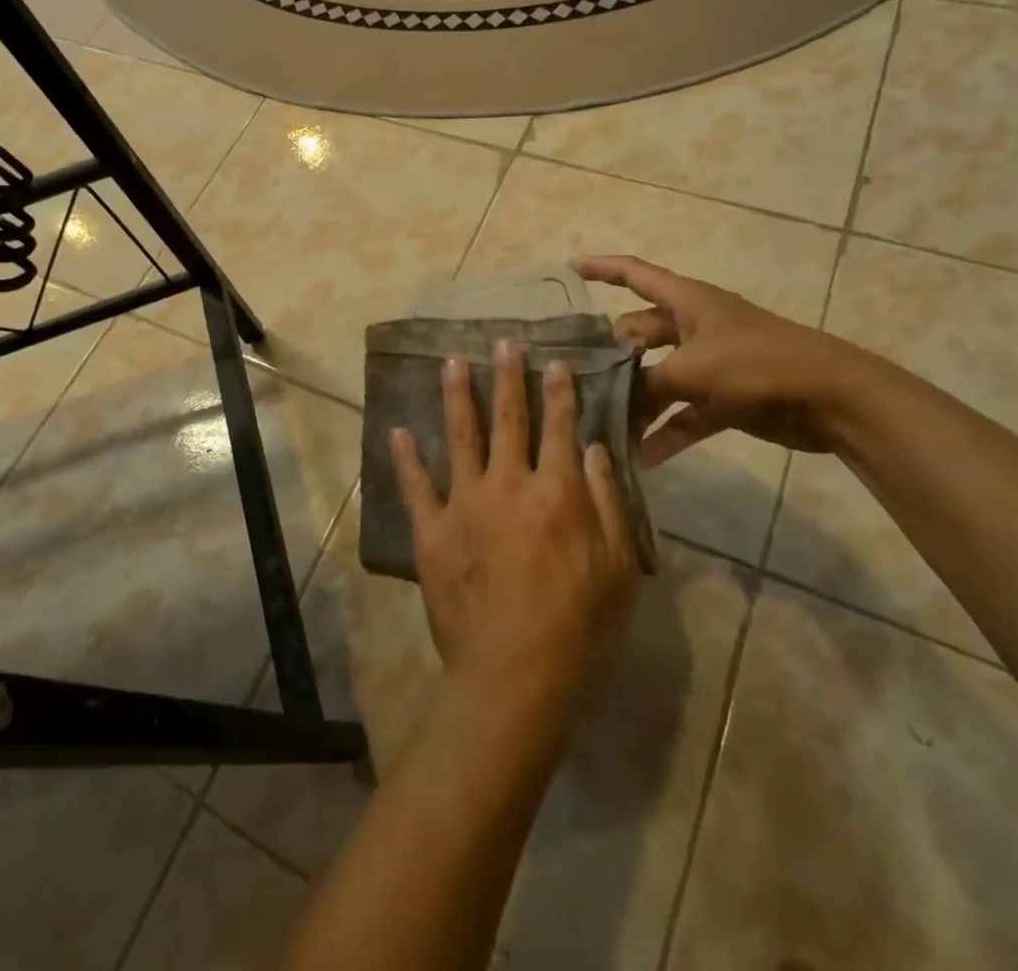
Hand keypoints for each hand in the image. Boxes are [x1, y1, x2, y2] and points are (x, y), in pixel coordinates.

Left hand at [391, 341, 639, 712]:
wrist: (514, 673)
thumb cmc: (578, 625)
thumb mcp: (618, 567)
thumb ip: (608, 502)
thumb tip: (594, 448)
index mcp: (557, 492)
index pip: (560, 428)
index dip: (559, 393)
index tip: (554, 362)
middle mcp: (508, 484)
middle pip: (509, 420)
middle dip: (508, 378)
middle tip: (502, 343)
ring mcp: (465, 504)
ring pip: (461, 436)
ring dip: (457, 396)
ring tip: (451, 363)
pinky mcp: (432, 530)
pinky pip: (416, 486)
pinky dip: (406, 458)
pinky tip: (398, 431)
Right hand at [573, 254, 856, 461]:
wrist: (832, 399)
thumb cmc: (757, 364)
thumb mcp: (692, 369)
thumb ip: (646, 383)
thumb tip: (614, 399)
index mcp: (687, 302)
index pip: (634, 273)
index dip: (601, 268)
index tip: (568, 268)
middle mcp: (693, 327)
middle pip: (638, 334)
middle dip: (610, 356)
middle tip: (574, 378)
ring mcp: (709, 364)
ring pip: (658, 379)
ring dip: (635, 402)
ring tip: (600, 423)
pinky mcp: (724, 399)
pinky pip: (683, 414)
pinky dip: (665, 432)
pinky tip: (641, 458)